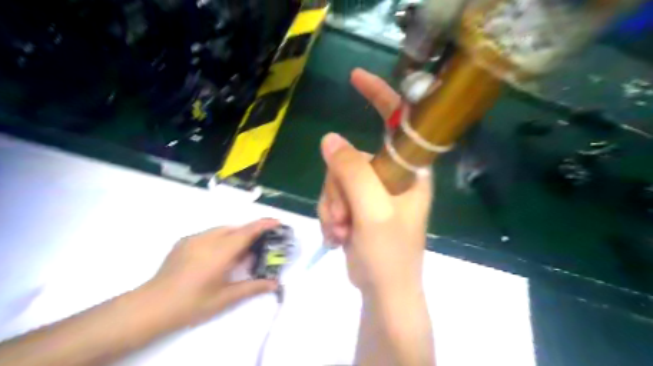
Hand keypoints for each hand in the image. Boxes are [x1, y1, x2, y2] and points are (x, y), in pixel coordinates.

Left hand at [144, 218, 277, 326]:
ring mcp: (194, 238)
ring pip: (222, 230)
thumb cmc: (192, 303)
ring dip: (235, 236)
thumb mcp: (226, 298)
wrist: (151, 306)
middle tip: (259, 247)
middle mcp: (209, 239)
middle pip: (236, 228)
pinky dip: (220, 238)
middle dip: (251, 232)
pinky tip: (217, 256)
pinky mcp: (183, 242)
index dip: (264, 224)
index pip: (247, 231)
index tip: (277, 222)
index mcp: (221, 251)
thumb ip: (253, 287)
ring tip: (238, 254)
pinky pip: (209, 234)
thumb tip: (275, 283)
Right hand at [318, 69, 431, 296]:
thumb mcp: (373, 212)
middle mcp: (392, 174)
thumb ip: (353, 173)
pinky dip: (330, 215)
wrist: (383, 290)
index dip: (379, 96)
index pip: (397, 121)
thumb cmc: (390, 254)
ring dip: (332, 206)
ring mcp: (372, 189)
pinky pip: (332, 195)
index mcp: (409, 169)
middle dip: (339, 187)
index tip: (355, 77)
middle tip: (345, 217)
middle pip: (351, 156)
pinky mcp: (357, 204)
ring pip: (336, 178)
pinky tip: (338, 235)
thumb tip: (329, 140)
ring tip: (342, 230)